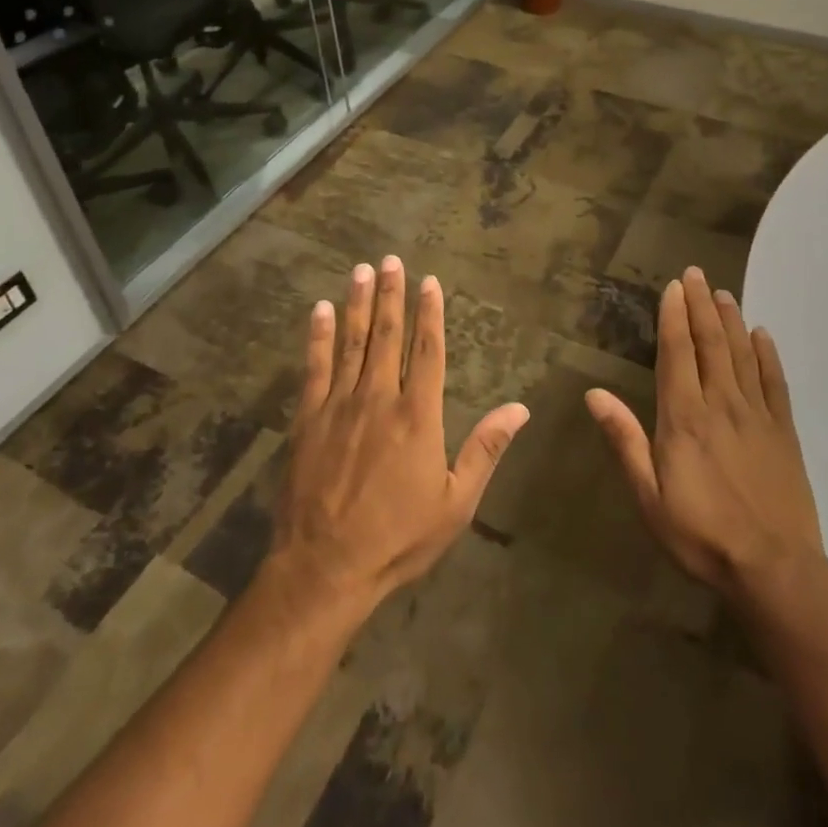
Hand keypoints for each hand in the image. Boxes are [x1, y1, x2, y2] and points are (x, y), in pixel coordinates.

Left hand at [267, 257, 529, 613]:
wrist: (326, 567)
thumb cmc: (398, 537)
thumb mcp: (456, 502)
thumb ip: (486, 449)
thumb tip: (520, 409)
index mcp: (418, 415)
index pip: (428, 350)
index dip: (430, 313)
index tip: (429, 282)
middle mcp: (379, 398)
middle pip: (387, 335)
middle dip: (390, 294)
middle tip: (390, 259)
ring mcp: (339, 405)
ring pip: (351, 343)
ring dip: (357, 304)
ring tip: (361, 271)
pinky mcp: (308, 419)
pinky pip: (314, 368)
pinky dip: (317, 336)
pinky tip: (318, 310)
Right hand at [586, 266, 824, 600]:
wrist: (775, 569)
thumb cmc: (701, 534)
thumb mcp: (649, 496)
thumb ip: (625, 440)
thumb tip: (594, 394)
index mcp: (684, 417)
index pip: (677, 353)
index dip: (674, 316)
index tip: (673, 287)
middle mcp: (721, 404)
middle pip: (710, 343)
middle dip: (700, 305)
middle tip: (696, 273)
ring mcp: (756, 415)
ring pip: (742, 354)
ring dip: (731, 320)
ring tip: (723, 292)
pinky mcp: (784, 432)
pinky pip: (775, 382)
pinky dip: (768, 354)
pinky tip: (762, 334)